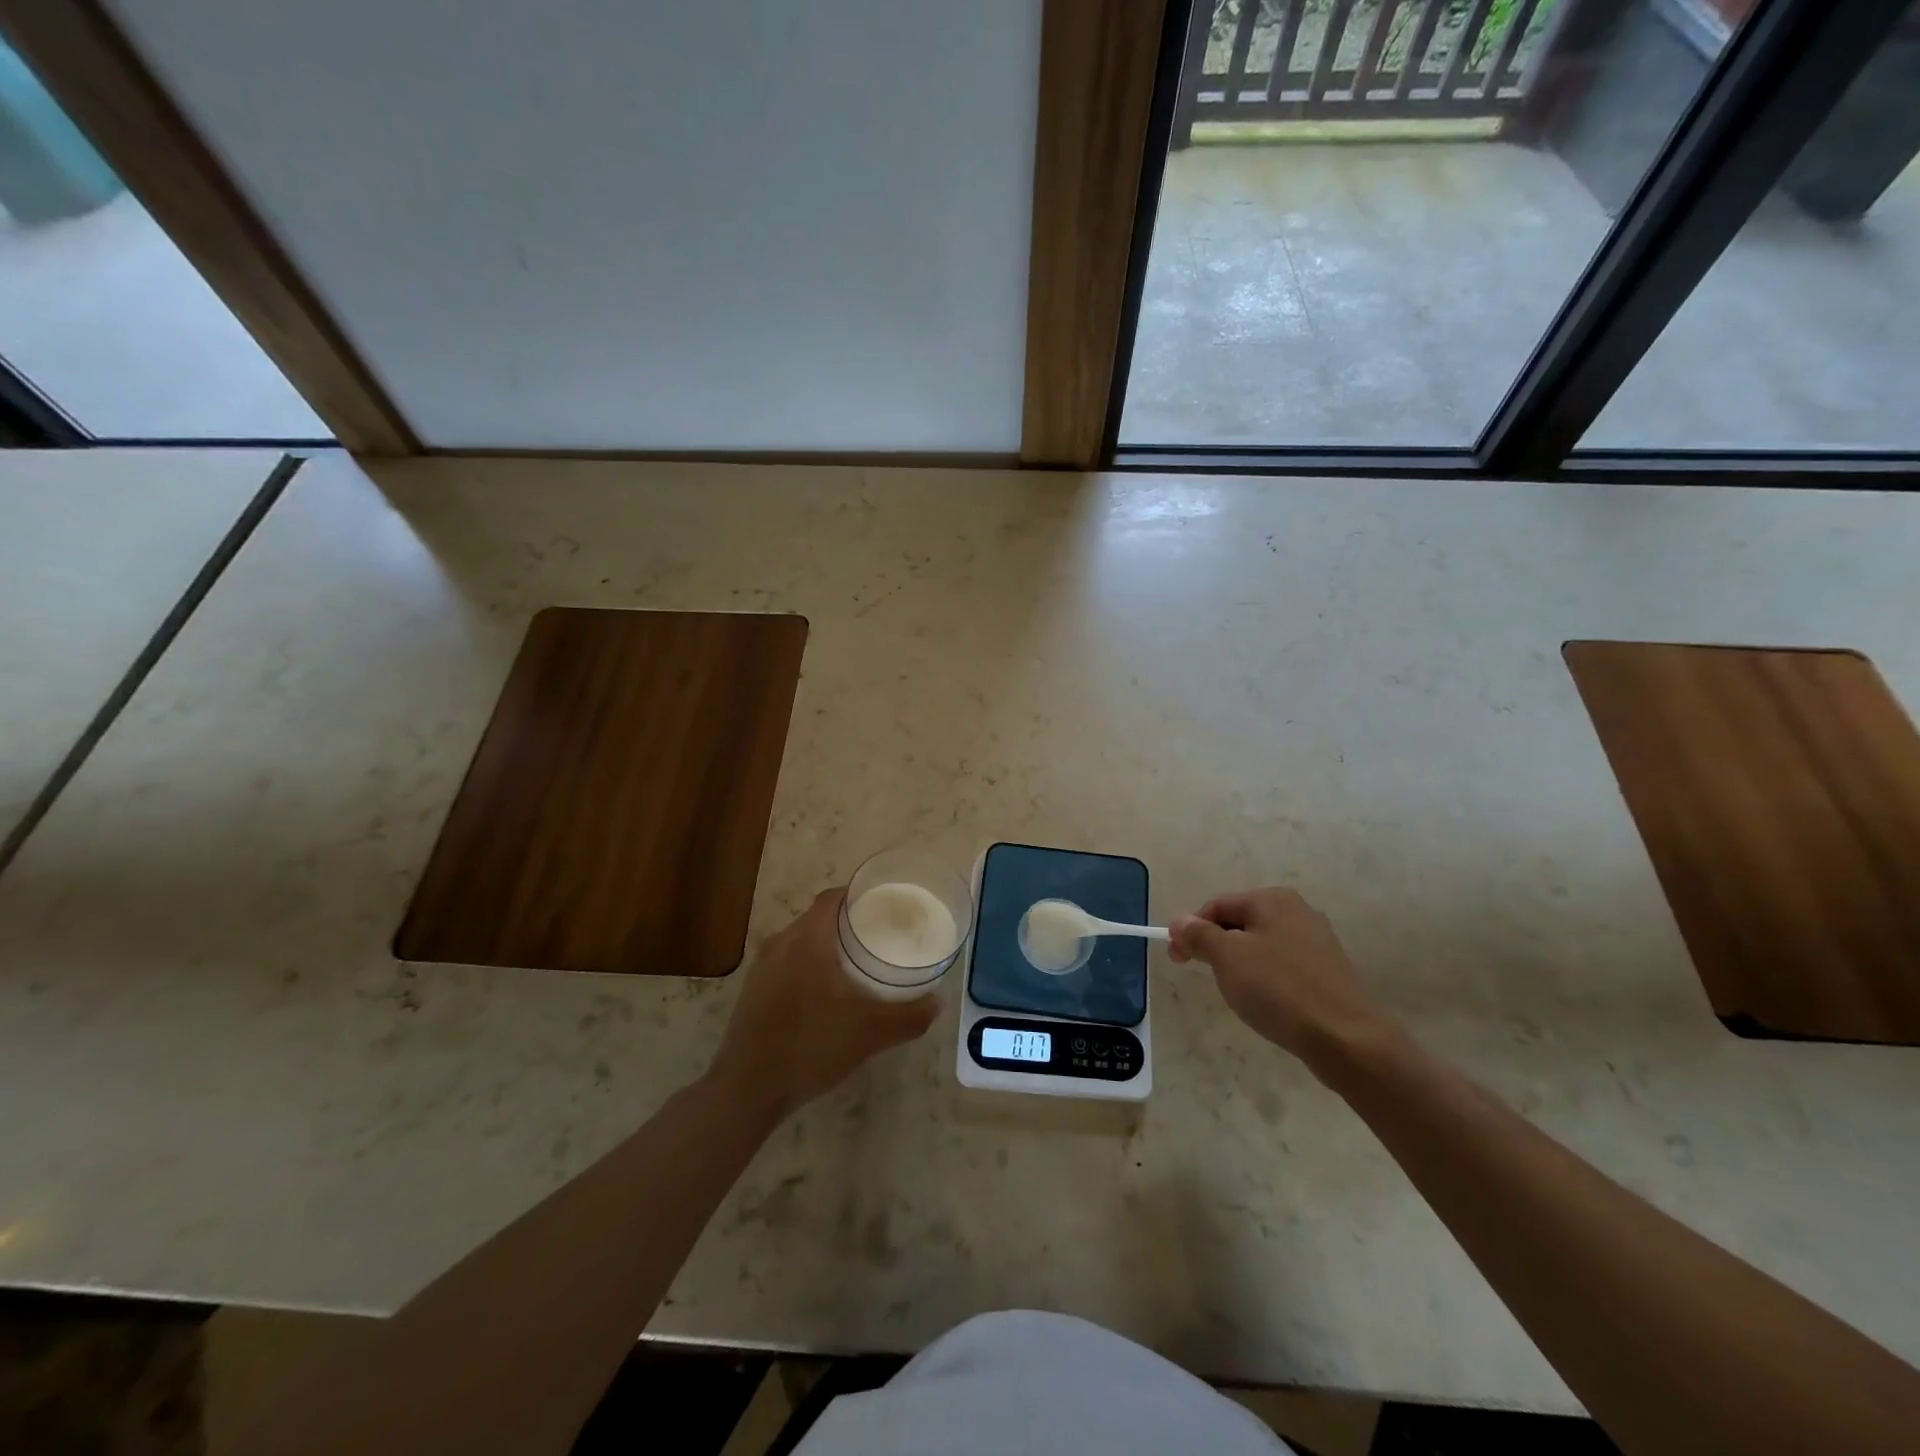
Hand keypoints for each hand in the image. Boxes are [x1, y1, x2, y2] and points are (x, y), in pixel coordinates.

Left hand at [709, 888, 937, 1119]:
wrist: (746, 1090)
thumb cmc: (810, 1048)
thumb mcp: (869, 1033)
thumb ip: (908, 1016)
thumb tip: (937, 1003)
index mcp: (807, 940)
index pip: (832, 898)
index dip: (858, 895)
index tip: (885, 906)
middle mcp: (780, 944)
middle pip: (818, 917)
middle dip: (848, 922)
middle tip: (880, 935)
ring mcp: (762, 967)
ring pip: (801, 940)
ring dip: (827, 944)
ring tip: (858, 963)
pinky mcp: (753, 990)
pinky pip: (787, 961)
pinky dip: (809, 964)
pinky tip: (826, 992)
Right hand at [1170, 887, 1397, 1072]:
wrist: (1347, 1039)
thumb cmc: (1279, 990)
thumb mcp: (1227, 958)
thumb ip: (1199, 934)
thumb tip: (1180, 921)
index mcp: (1271, 899)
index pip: (1216, 905)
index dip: (1191, 930)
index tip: (1177, 959)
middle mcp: (1297, 910)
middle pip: (1239, 922)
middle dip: (1216, 947)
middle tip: (1206, 977)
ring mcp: (1317, 940)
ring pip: (1261, 945)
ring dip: (1240, 964)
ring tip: (1238, 993)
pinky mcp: (1328, 970)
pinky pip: (1283, 965)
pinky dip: (1266, 978)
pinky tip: (1268, 1002)